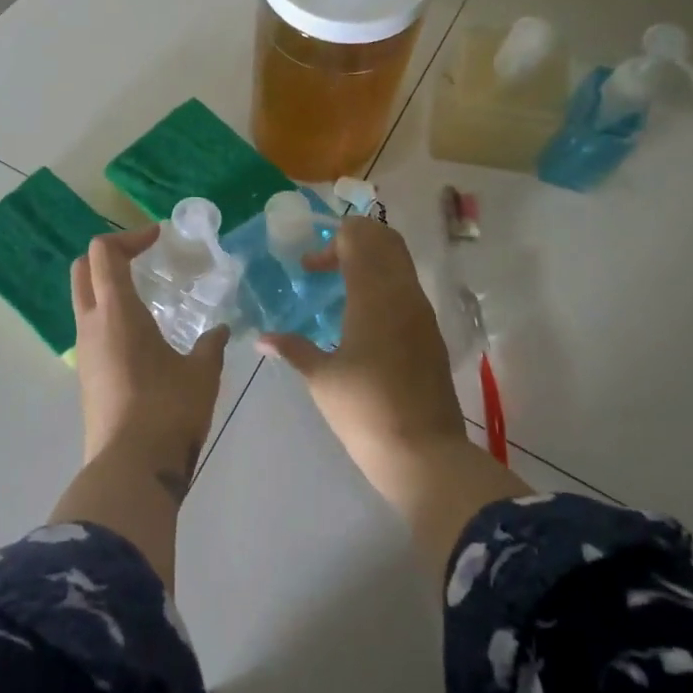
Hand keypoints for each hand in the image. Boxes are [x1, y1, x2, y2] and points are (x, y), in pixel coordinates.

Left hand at [71, 228, 228, 479]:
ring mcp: (84, 353)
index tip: (158, 237)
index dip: (129, 237)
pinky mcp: (86, 377)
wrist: (131, 467)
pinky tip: (144, 337)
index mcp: (116, 312)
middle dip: (109, 255)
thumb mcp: (202, 374)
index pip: (103, 253)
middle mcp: (91, 325)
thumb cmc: (168, 410)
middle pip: (82, 270)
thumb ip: (211, 345)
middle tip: (144, 259)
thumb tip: (220, 331)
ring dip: (109, 288)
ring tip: (149, 299)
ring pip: (85, 302)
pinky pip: (92, 331)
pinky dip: (111, 317)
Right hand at [256, 218, 467, 493]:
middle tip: (326, 263)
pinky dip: (385, 283)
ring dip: (371, 261)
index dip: (331, 242)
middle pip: (386, 240)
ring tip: (340, 286)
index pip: (359, 239)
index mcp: (374, 296)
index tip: (309, 268)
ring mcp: (422, 313)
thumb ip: (292, 349)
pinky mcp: (431, 333)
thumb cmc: (365, 410)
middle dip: (355, 240)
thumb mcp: (321, 379)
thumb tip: (261, 339)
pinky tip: (363, 314)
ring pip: (401, 262)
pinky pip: (408, 288)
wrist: (423, 452)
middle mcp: (403, 294)